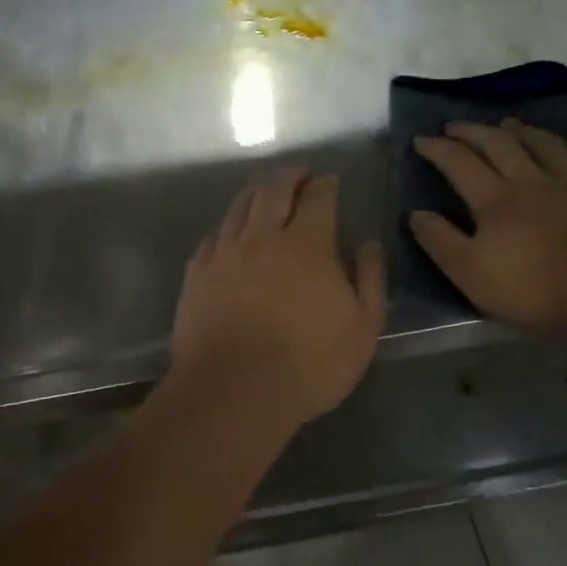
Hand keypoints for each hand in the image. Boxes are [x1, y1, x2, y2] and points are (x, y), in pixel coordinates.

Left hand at [171, 168, 385, 428]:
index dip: (325, 185)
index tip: (330, 180)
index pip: (318, 199)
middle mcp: (262, 237)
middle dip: (290, 176)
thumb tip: (368, 244)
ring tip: (265, 190)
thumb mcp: (362, 329)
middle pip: (274, 190)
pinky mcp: (197, 274)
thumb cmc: (308, 365)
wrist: (234, 391)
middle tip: (299, 175)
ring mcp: (224, 254)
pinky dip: (227, 225)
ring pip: (239, 206)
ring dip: (257, 192)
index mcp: (307, 245)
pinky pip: (213, 236)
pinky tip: (230, 231)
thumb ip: (369, 280)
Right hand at [410, 119, 566, 344]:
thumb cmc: (536, 292)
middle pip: (500, 145)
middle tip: (456, 125)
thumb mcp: (472, 275)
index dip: (438, 148)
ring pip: (546, 145)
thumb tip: (415, 213)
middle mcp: (534, 181)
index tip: (420, 139)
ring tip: (508, 123)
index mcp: (497, 200)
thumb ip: (440, 242)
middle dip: (474, 131)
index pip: (460, 163)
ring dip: (523, 131)